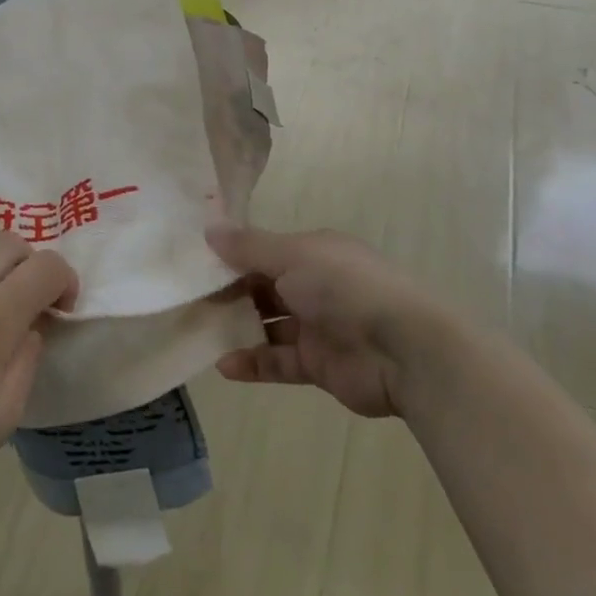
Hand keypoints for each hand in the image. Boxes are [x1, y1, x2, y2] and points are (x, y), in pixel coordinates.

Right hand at [208, 224, 465, 417]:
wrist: (404, 350)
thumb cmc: (345, 288)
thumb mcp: (292, 256)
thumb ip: (248, 247)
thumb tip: (209, 229)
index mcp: (315, 253)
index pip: (266, 252)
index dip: (233, 257)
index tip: (196, 265)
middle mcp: (317, 286)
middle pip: (265, 288)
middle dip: (230, 294)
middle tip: (191, 301)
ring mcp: (318, 327)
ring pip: (269, 325)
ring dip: (238, 329)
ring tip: (200, 332)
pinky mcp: (319, 364)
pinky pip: (279, 362)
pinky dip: (254, 364)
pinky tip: (224, 366)